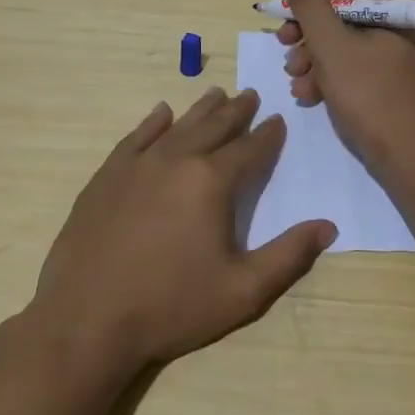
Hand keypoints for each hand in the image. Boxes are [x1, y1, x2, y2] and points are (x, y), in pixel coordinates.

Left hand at [30, 89, 336, 375]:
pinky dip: (153, 123)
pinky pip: (136, 138)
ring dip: (200, 110)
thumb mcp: (243, 291)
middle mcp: (175, 160)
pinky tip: (161, 113)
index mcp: (211, 182)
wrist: (86, 320)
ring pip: (177, 126)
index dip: (268, 135)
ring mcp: (136, 166)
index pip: (249, 149)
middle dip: (236, 111)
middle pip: (214, 127)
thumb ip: (289, 255)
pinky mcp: (106, 178)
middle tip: (250, 95)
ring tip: (216, 94)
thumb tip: (328, 226)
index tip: (278, 121)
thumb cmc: (171, 306)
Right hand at [277, 0, 414, 175]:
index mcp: (397, 1)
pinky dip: (327, 72)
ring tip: (295, 77)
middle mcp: (399, 18)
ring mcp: (394, 48)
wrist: (410, 158)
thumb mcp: (332, 47)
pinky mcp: (386, 75)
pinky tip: (308, 95)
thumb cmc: (372, 96)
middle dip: (308, 22)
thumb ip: (310, 5)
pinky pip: (351, 59)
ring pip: (342, 33)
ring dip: (311, 52)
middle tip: (283, 41)